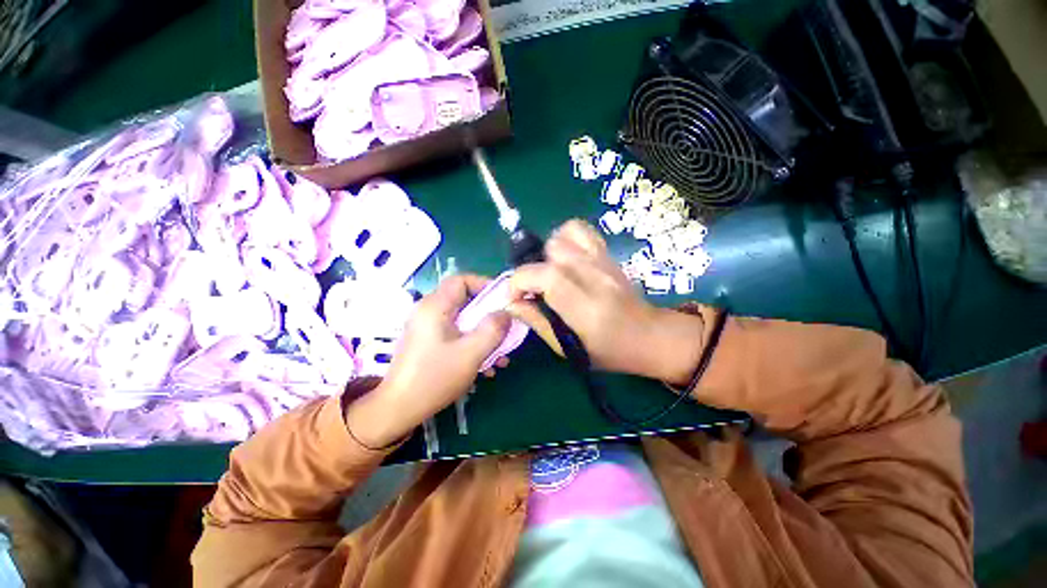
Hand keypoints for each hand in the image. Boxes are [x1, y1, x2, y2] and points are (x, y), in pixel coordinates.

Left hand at [346, 275, 510, 447]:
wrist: (398, 410)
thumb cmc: (435, 378)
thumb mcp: (471, 353)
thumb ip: (493, 329)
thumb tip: (506, 313)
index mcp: (435, 307)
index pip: (461, 279)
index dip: (485, 285)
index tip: (504, 300)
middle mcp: (428, 311)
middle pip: (464, 301)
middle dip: (489, 315)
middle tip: (506, 329)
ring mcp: (427, 328)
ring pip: (462, 320)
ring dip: (483, 333)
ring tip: (500, 355)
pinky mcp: (428, 342)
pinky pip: (455, 334)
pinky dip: (471, 343)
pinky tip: (485, 366)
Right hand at [509, 220, 703, 385]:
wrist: (649, 335)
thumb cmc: (608, 351)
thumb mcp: (567, 348)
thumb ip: (536, 322)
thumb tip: (510, 304)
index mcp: (586, 307)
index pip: (546, 277)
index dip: (519, 282)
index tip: (514, 297)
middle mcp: (595, 277)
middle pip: (552, 251)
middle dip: (531, 269)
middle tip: (534, 289)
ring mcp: (603, 261)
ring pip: (563, 235)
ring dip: (547, 253)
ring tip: (548, 272)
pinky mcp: (608, 254)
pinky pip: (580, 229)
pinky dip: (564, 237)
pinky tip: (564, 258)